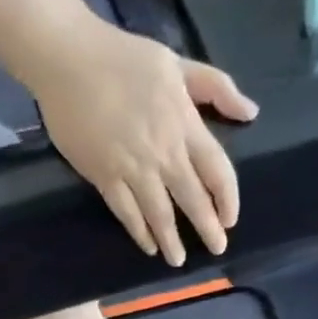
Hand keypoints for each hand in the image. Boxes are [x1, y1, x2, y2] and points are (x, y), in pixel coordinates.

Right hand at [25, 13, 257, 267]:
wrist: (66, 57)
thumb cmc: (123, 57)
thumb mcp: (177, 63)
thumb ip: (216, 87)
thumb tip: (251, 112)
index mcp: (184, 124)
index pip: (217, 170)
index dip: (227, 199)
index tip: (230, 220)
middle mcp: (163, 152)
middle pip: (192, 199)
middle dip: (207, 229)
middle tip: (216, 250)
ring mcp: (132, 167)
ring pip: (160, 214)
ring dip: (171, 240)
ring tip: (178, 260)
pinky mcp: (104, 176)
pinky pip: (126, 213)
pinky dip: (139, 232)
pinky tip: (147, 245)